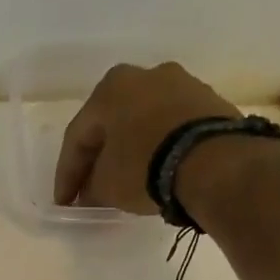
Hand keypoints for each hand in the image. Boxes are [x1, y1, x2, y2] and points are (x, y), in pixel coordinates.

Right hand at [54, 61, 240, 213]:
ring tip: (125, 183)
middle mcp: (146, 76)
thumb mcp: (106, 185)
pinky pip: (172, 128)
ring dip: (130, 151)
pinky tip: (156, 171)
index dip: (67, 175)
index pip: (77, 136)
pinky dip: (159, 149)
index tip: (64, 203)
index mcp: (111, 87)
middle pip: (111, 124)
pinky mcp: (211, 103)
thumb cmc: (144, 165)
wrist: (215, 161)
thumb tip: (91, 192)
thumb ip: (91, 187)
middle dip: (99, 159)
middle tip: (90, 190)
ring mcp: (183, 85)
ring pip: (143, 123)